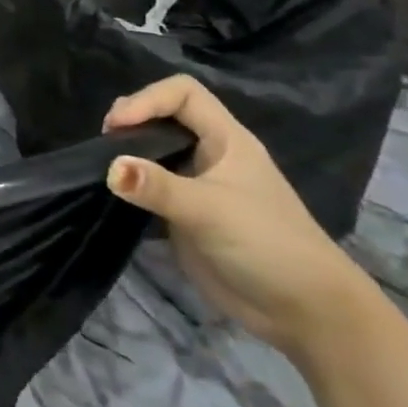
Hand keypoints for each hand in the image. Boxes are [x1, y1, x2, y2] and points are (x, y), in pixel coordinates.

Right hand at [103, 76, 373, 358]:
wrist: (305, 313)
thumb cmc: (268, 245)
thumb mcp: (210, 211)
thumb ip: (158, 187)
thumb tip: (109, 168)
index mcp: (226, 140)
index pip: (183, 93)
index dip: (147, 99)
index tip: (118, 126)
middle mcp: (210, 155)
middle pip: (164, 116)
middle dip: (132, 121)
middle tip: (105, 143)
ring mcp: (198, 185)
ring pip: (155, 151)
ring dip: (128, 153)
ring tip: (102, 165)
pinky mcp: (186, 215)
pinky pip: (151, 188)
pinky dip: (130, 186)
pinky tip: (113, 196)